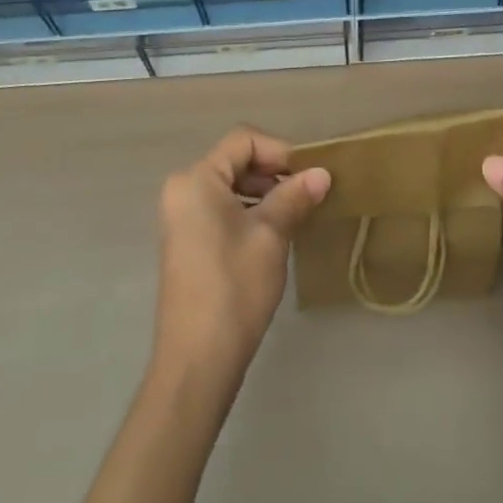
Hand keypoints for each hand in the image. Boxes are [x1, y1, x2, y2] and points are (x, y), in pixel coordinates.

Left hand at [152, 128, 330, 388]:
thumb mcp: (271, 235)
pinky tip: (274, 233)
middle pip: (236, 160)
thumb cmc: (234, 287)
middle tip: (307, 194)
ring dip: (264, 192)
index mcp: (197, 179)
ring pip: (230, 185)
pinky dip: (248, 211)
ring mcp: (181, 217)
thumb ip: (295, 197)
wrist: (197, 361)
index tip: (308, 176)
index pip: (244, 140)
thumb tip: (322, 173)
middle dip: (274, 172)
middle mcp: (182, 190)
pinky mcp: (186, 241)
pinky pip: (221, 207)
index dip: (280, 151)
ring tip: (296, 214)